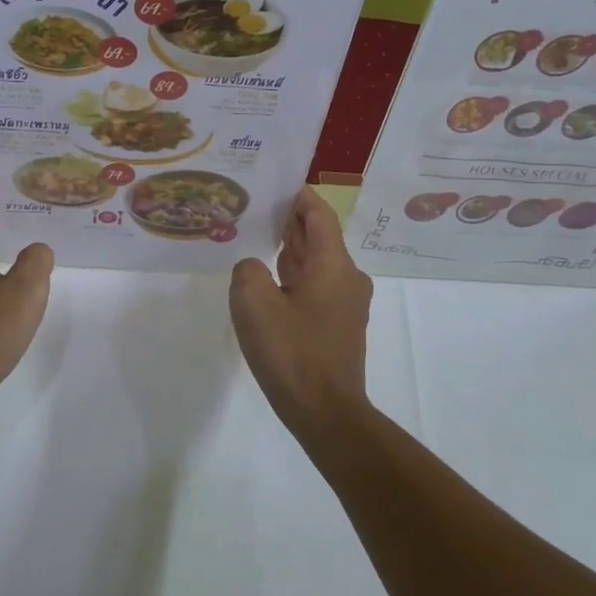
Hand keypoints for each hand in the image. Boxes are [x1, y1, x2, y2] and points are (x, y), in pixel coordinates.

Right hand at [229, 186, 372, 441]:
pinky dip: (294, 278)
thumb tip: (255, 268)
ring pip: (316, 264)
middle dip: (289, 222)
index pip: (319, 215)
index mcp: (334, 264)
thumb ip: (248, 270)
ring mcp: (346, 304)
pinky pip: (315, 288)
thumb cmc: (292, 352)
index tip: (275, 183)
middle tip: (254, 209)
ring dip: (290, 251)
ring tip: (256, 240)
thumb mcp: (254, 303)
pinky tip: (268, 283)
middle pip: (319, 237)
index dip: (299, 196)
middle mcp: (347, 278)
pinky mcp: (338, 326)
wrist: (325, 412)